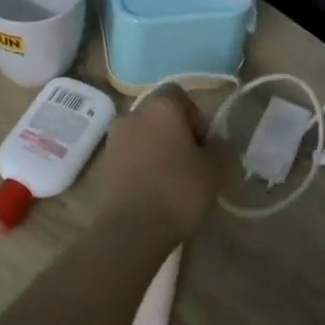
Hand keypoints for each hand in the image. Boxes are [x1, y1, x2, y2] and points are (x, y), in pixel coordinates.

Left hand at [97, 86, 222, 241]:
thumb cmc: (178, 191)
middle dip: (176, 133)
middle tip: (193, 162)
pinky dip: (143, 165)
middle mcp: (132, 114)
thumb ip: (220, 148)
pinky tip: (155, 190)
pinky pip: (130, 155)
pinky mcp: (104, 164)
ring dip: (158, 149)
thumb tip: (216, 142)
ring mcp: (114, 139)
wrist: (131, 229)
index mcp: (160, 107)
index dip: (195, 116)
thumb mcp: (214, 170)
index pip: (179, 95)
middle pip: (159, 115)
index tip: (204, 144)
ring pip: (144, 135)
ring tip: (174, 179)